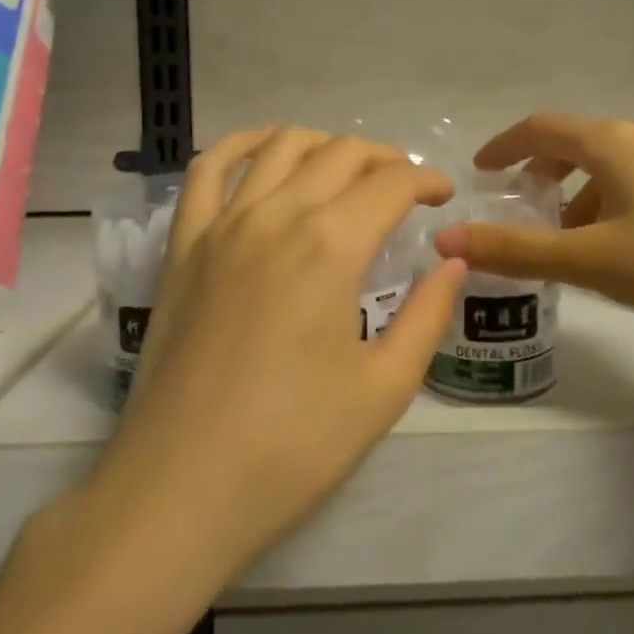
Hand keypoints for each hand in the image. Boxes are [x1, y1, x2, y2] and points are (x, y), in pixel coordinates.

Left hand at [100, 127, 464, 581]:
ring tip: (348, 168)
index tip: (444, 197)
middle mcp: (277, 215)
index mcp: (332, 246)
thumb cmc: (293, 446)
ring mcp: (222, 225)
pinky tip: (265, 148)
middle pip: (341, 154)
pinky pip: (208, 170)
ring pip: (281, 147)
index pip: (392, 183)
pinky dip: (241, 144)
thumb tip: (452, 264)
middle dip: (386, 160)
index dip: (427, 181)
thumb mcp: (384, 388)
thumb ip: (427, 316)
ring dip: (325, 145)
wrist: (181, 489)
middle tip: (407, 189)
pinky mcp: (184, 245)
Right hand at [434, 112, 633, 333]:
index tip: (483, 170)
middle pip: (579, 142)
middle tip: (528, 208)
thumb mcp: (595, 261)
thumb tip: (446, 235)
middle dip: (545, 173)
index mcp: (612, 141)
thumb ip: (518, 250)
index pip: (540, 128)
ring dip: (585, 191)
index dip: (504, 146)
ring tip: (579, 238)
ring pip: (616, 162)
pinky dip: (620, 197)